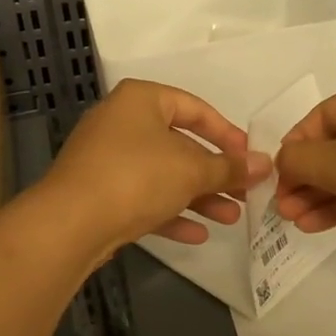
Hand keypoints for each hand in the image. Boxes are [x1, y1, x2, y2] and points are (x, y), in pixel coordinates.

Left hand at [38, 79, 271, 263]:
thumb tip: (266, 164)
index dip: (227, 133)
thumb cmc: (137, 177)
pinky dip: (170, 212)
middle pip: (180, 144)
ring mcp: (106, 159)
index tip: (250, 157)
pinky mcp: (98, 192)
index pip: (194, 108)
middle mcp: (121, 122)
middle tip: (245, 193)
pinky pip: (143, 197)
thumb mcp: (192, 170)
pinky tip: (197, 235)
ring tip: (231, 218)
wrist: (70, 223)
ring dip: (198, 196)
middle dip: (215, 173)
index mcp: (141, 100)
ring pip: (163, 174)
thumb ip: (230, 168)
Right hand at [273, 79, 335, 252]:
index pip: (321, 116)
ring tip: (290, 221)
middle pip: (333, 146)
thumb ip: (302, 160)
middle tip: (280, 205)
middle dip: (304, 176)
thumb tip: (281, 161)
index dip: (295, 144)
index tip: (275, 175)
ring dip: (317, 194)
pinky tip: (313, 225)